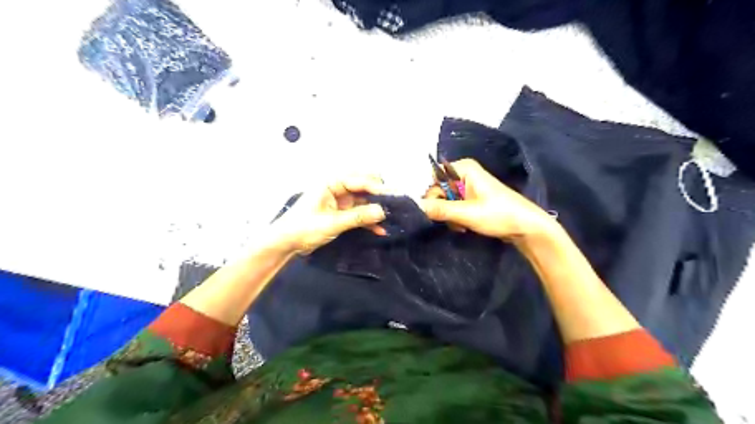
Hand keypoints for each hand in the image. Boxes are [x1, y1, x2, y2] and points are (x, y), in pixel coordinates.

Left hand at [272, 174, 385, 254]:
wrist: (285, 243)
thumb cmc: (303, 228)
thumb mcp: (332, 223)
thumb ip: (358, 216)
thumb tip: (382, 211)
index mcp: (332, 183)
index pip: (360, 180)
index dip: (378, 188)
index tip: (395, 197)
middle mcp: (338, 188)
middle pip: (365, 186)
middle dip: (380, 195)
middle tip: (395, 205)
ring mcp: (340, 201)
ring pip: (364, 200)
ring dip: (376, 209)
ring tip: (392, 218)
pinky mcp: (341, 213)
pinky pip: (359, 213)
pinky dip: (369, 220)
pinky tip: (380, 230)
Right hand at [419, 159, 552, 244]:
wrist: (527, 227)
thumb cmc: (499, 214)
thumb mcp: (467, 213)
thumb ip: (439, 209)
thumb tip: (414, 206)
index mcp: (464, 168)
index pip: (433, 177)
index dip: (430, 194)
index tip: (431, 210)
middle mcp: (464, 173)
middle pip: (438, 189)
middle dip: (441, 208)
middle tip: (451, 221)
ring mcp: (468, 186)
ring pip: (445, 200)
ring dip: (448, 215)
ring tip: (460, 225)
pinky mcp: (471, 199)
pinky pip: (453, 206)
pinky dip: (455, 217)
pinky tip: (463, 226)